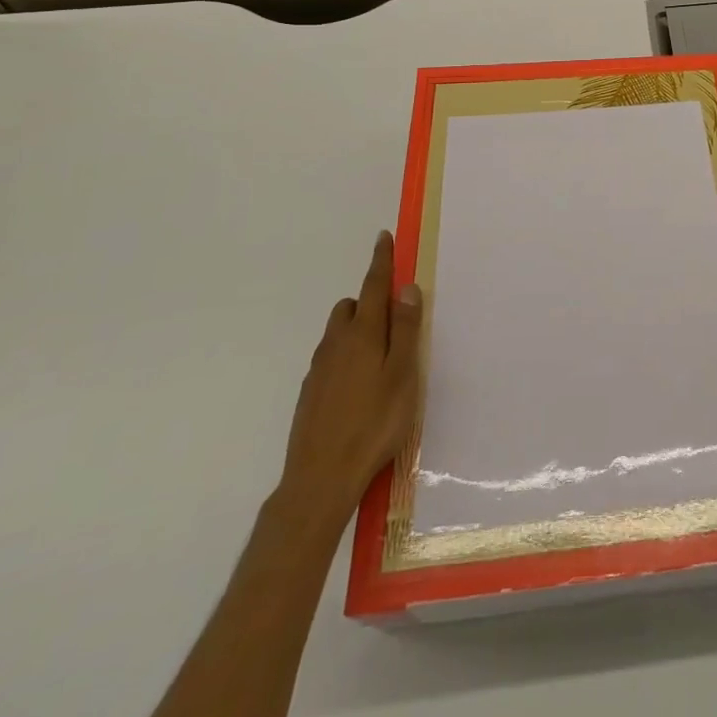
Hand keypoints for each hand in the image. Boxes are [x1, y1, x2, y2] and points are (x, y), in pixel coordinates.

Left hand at [276, 231, 423, 533]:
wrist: (320, 479)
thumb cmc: (374, 423)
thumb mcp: (403, 374)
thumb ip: (405, 329)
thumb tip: (406, 287)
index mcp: (364, 333)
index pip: (374, 286)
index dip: (381, 261)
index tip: (383, 237)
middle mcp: (337, 343)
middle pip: (352, 306)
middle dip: (369, 300)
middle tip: (393, 320)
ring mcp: (319, 369)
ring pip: (338, 332)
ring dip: (357, 329)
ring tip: (379, 357)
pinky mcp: (310, 393)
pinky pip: (331, 358)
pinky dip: (346, 356)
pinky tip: (359, 387)